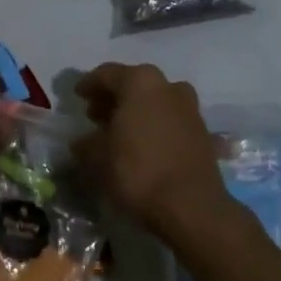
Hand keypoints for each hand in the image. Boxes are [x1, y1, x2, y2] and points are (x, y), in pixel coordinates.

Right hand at [72, 63, 233, 239]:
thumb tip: (82, 142)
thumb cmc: (138, 171)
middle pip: (134, 85)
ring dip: (136, 111)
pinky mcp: (202, 132)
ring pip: (155, 101)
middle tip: (95, 115)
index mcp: (140, 82)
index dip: (89, 84)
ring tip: (118, 132)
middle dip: (113, 98)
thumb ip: (86, 144)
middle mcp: (168, 86)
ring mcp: (189, 108)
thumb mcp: (98, 159)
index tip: (77, 96)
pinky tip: (142, 145)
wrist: (192, 206)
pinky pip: (170, 120)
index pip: (108, 74)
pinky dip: (154, 126)